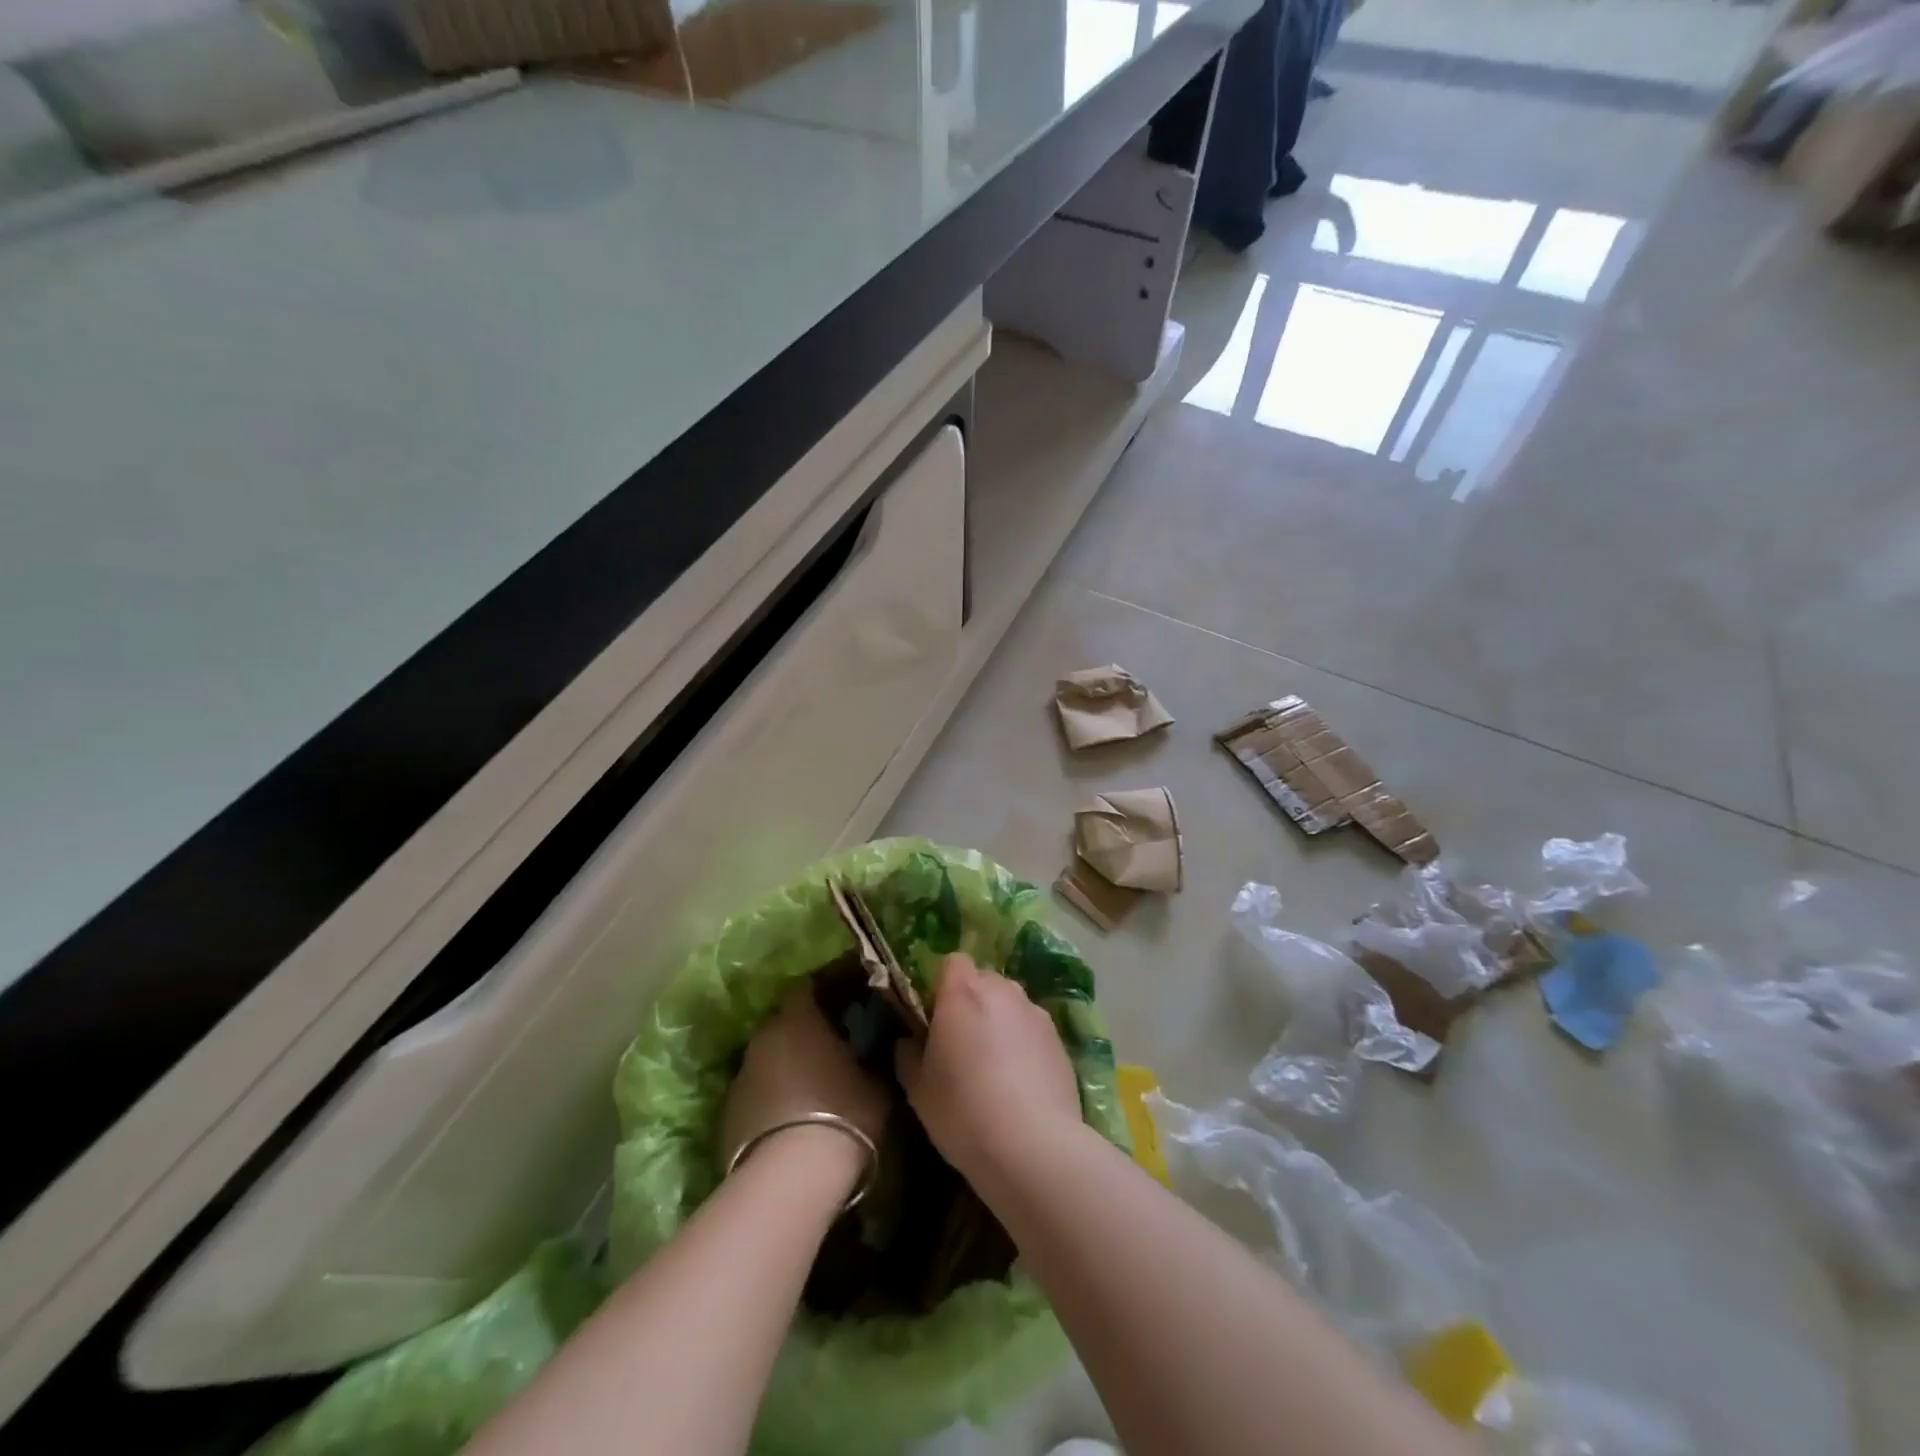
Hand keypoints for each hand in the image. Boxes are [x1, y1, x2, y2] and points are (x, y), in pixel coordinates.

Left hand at [720, 986, 889, 1189]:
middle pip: (783, 1024)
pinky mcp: (725, 1114)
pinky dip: (769, 1100)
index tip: (843, 1004)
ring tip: (809, 1090)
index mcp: (799, 1019)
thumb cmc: (844, 1113)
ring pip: (766, 1060)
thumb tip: (878, 1046)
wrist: (792, 1177)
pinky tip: (788, 1123)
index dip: (824, 994)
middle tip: (829, 1049)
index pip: (806, 988)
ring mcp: (740, 1075)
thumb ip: (873, 1056)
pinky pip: (754, 1095)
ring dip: (784, 1068)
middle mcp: (764, 1037)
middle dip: (802, 1033)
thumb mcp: (877, 1082)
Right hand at [895, 953, 1083, 1186]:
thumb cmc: (962, 1111)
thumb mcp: (917, 1090)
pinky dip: (1024, 1042)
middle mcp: (1002, 991)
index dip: (942, 985)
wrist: (1034, 1146)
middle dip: (972, 1001)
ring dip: (999, 1020)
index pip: (952, 961)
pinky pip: (1032, 1028)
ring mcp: (1035, 1012)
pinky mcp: (1059, 1038)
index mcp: (962, 992)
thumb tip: (908, 1042)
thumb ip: (908, 1055)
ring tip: (994, 1064)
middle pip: (983, 979)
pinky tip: (1020, 1081)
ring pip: (1010, 1003)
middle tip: (961, 1043)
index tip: (935, 1018)